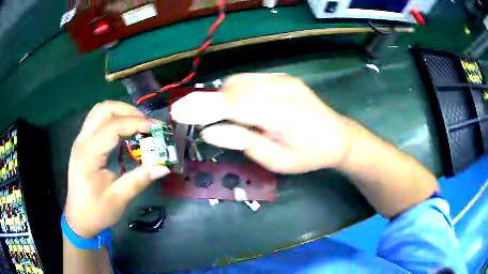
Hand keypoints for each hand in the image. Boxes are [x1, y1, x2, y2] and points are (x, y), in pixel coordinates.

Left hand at [64, 101, 169, 237]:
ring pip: (99, 111)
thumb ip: (139, 180)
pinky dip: (112, 118)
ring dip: (119, 111)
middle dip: (128, 111)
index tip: (156, 128)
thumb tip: (163, 167)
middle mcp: (82, 141)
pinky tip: (122, 130)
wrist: (79, 219)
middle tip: (146, 124)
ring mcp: (80, 140)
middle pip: (104, 109)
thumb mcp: (118, 199)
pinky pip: (96, 119)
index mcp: (88, 155)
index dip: (136, 123)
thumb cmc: (96, 211)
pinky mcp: (82, 143)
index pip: (113, 127)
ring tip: (136, 123)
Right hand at [171, 73, 352, 173]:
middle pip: (231, 89)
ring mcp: (281, 79)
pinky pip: (248, 80)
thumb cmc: (309, 155)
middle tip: (188, 116)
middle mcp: (279, 88)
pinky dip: (234, 91)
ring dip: (220, 97)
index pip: (231, 105)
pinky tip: (236, 105)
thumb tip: (209, 131)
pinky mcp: (282, 77)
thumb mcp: (277, 160)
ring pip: (237, 81)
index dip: (201, 107)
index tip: (177, 112)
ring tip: (214, 115)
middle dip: (205, 102)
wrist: (338, 136)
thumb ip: (242, 142)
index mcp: (280, 113)